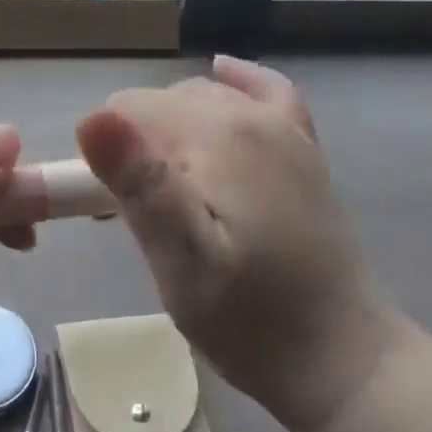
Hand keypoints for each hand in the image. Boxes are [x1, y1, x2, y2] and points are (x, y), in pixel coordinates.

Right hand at [76, 56, 396, 431]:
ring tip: (163, 190)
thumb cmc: (249, 319)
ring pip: (200, 97)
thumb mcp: (181, 264)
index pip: (127, 111)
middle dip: (135, 146)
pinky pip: (267, 90)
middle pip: (161, 104)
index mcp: (216, 139)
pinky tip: (222, 74)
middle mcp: (250, 116)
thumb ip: (141, 186)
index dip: (107, 157)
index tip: (109, 209)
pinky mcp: (303, 146)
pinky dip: (238, 80)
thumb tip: (92, 119)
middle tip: (132, 214)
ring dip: (169, 130)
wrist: (339, 357)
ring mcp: (283, 128)